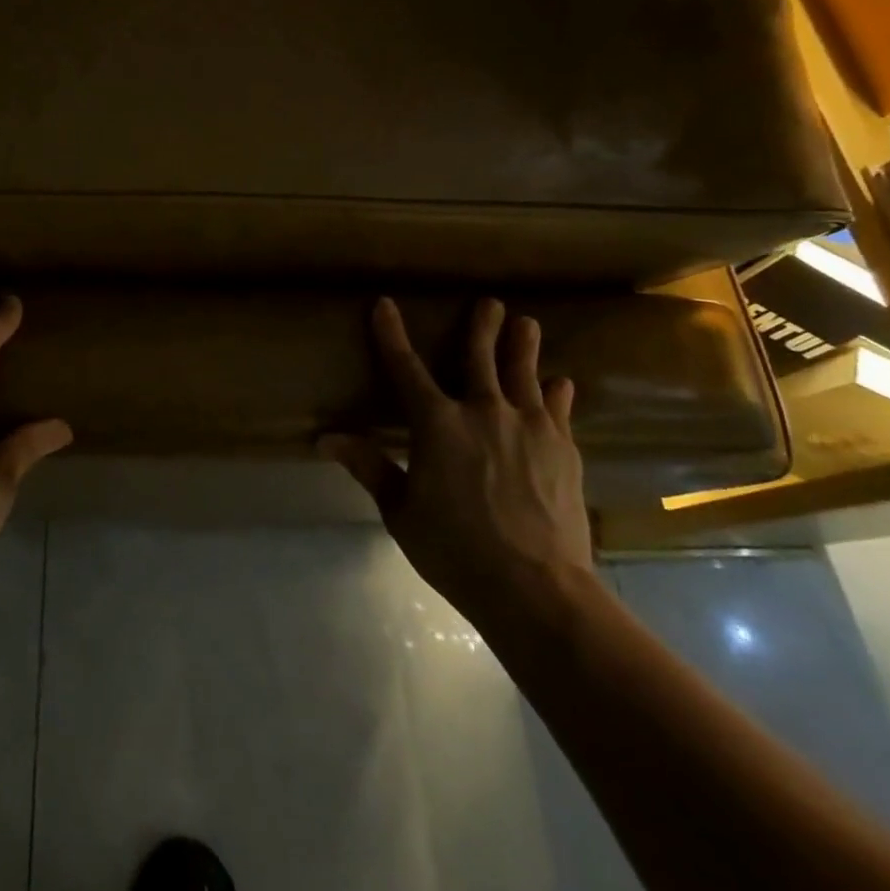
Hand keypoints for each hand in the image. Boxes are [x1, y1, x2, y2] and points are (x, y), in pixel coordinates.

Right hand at [322, 297, 594, 622]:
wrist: (538, 588)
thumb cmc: (456, 551)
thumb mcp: (401, 512)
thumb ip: (370, 467)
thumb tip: (326, 439)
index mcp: (437, 424)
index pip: (406, 368)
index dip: (392, 335)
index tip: (385, 304)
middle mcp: (484, 411)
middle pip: (480, 356)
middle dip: (481, 326)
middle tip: (489, 302)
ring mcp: (529, 426)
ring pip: (523, 373)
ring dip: (523, 345)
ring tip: (526, 323)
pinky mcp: (563, 448)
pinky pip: (558, 409)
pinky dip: (557, 392)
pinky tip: (561, 383)